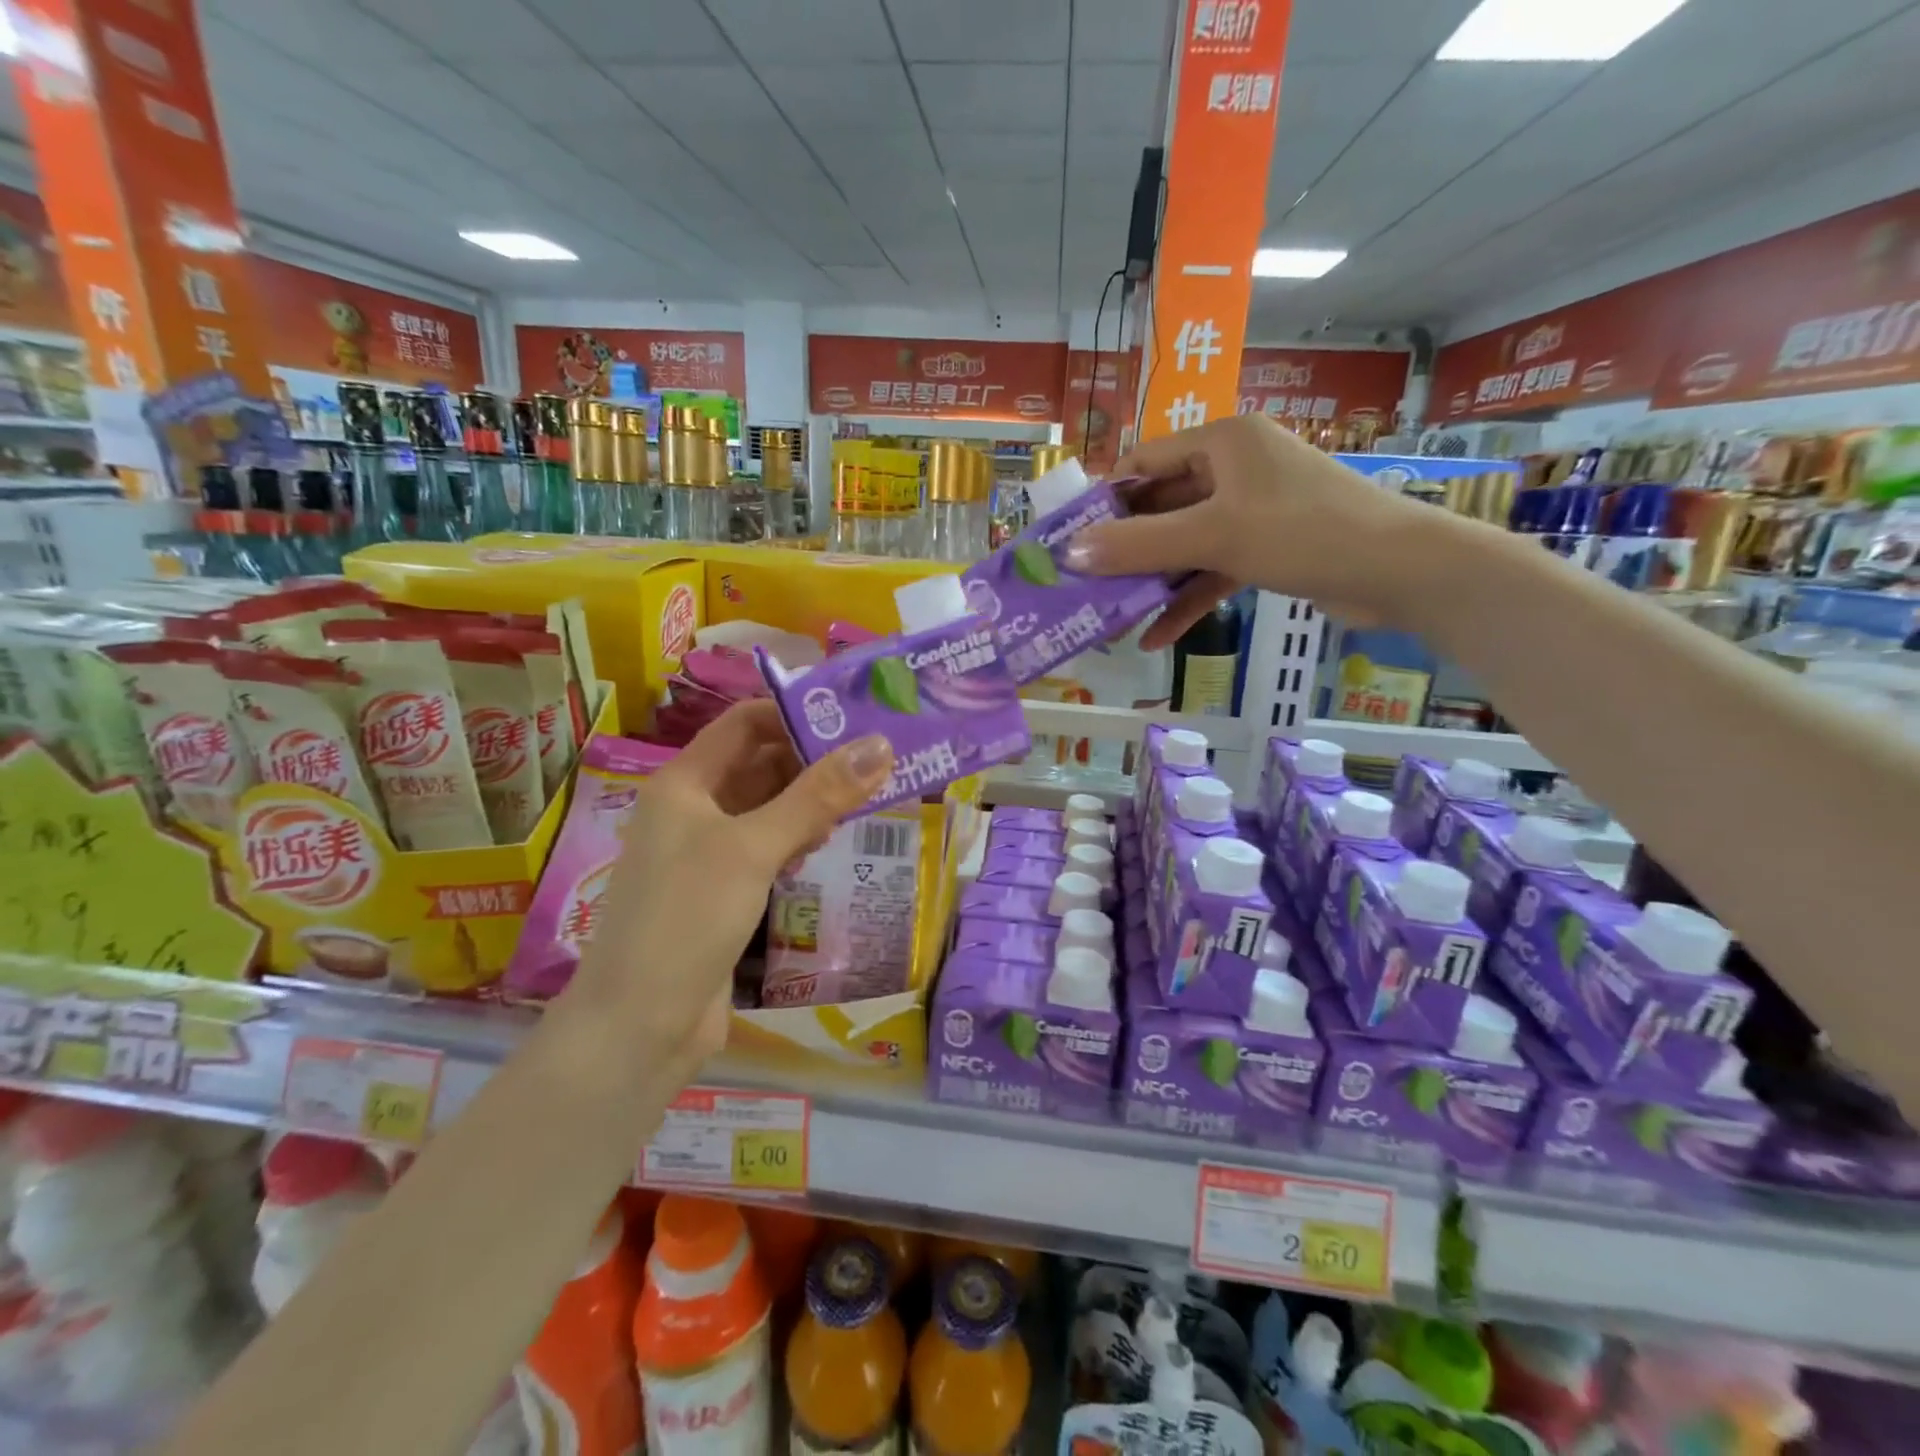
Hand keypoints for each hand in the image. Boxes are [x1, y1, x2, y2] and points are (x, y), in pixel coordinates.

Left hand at [564, 701, 891, 1074]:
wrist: (640, 1026)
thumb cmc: (688, 918)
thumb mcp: (754, 848)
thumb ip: (817, 795)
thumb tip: (879, 745)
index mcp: (684, 783)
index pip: (744, 724)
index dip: (794, 715)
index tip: (853, 722)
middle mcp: (693, 810)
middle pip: (759, 765)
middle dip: (812, 761)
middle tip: (875, 763)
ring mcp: (707, 853)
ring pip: (767, 809)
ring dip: (809, 802)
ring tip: (864, 801)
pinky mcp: (723, 892)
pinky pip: (767, 849)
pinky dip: (797, 840)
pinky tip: (828, 847)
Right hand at [1063, 414, 1434, 647]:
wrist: (1399, 572)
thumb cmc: (1303, 532)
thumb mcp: (1213, 536)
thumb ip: (1139, 544)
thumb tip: (1069, 554)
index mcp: (1221, 441)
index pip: (1143, 461)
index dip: (1103, 499)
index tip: (1068, 539)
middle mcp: (1233, 467)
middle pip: (1159, 505)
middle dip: (1123, 548)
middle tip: (1081, 583)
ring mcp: (1250, 509)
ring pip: (1183, 542)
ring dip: (1151, 579)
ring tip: (1109, 615)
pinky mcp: (1264, 546)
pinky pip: (1211, 569)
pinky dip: (1186, 599)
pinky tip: (1156, 637)